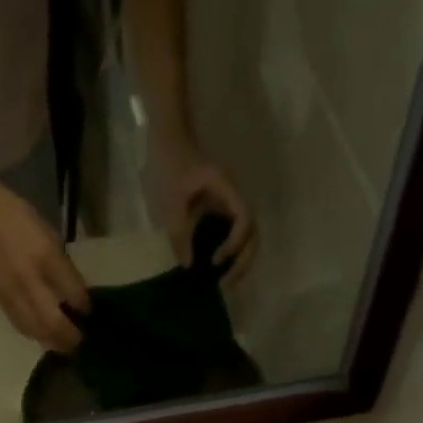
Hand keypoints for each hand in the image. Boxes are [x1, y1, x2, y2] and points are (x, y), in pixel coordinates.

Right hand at [0, 178, 90, 352]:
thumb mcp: (49, 237)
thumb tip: (77, 297)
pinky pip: (21, 326)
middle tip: (78, 342)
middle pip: (52, 322)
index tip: (89, 314)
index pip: (71, 293)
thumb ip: (63, 268)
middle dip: (68, 337)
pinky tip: (43, 337)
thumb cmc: (20, 221)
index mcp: (45, 258)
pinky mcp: (0, 300)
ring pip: (36, 330)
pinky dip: (35, 335)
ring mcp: (13, 293)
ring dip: (52, 342)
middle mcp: (29, 280)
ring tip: (63, 345)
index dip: (83, 307)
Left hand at [153, 144, 257, 283]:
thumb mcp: (171, 201)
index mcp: (227, 189)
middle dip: (242, 261)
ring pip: (246, 237)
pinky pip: (233, 235)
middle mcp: (233, 197)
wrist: (169, 137)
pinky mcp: (221, 209)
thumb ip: (179, 233)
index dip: (235, 243)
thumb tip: (188, 266)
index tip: (216, 260)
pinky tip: (218, 270)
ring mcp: (229, 203)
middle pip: (252, 233)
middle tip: (224, 285)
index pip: (245, 219)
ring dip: (239, 261)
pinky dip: (230, 254)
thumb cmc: (171, 163)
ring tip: (224, 283)